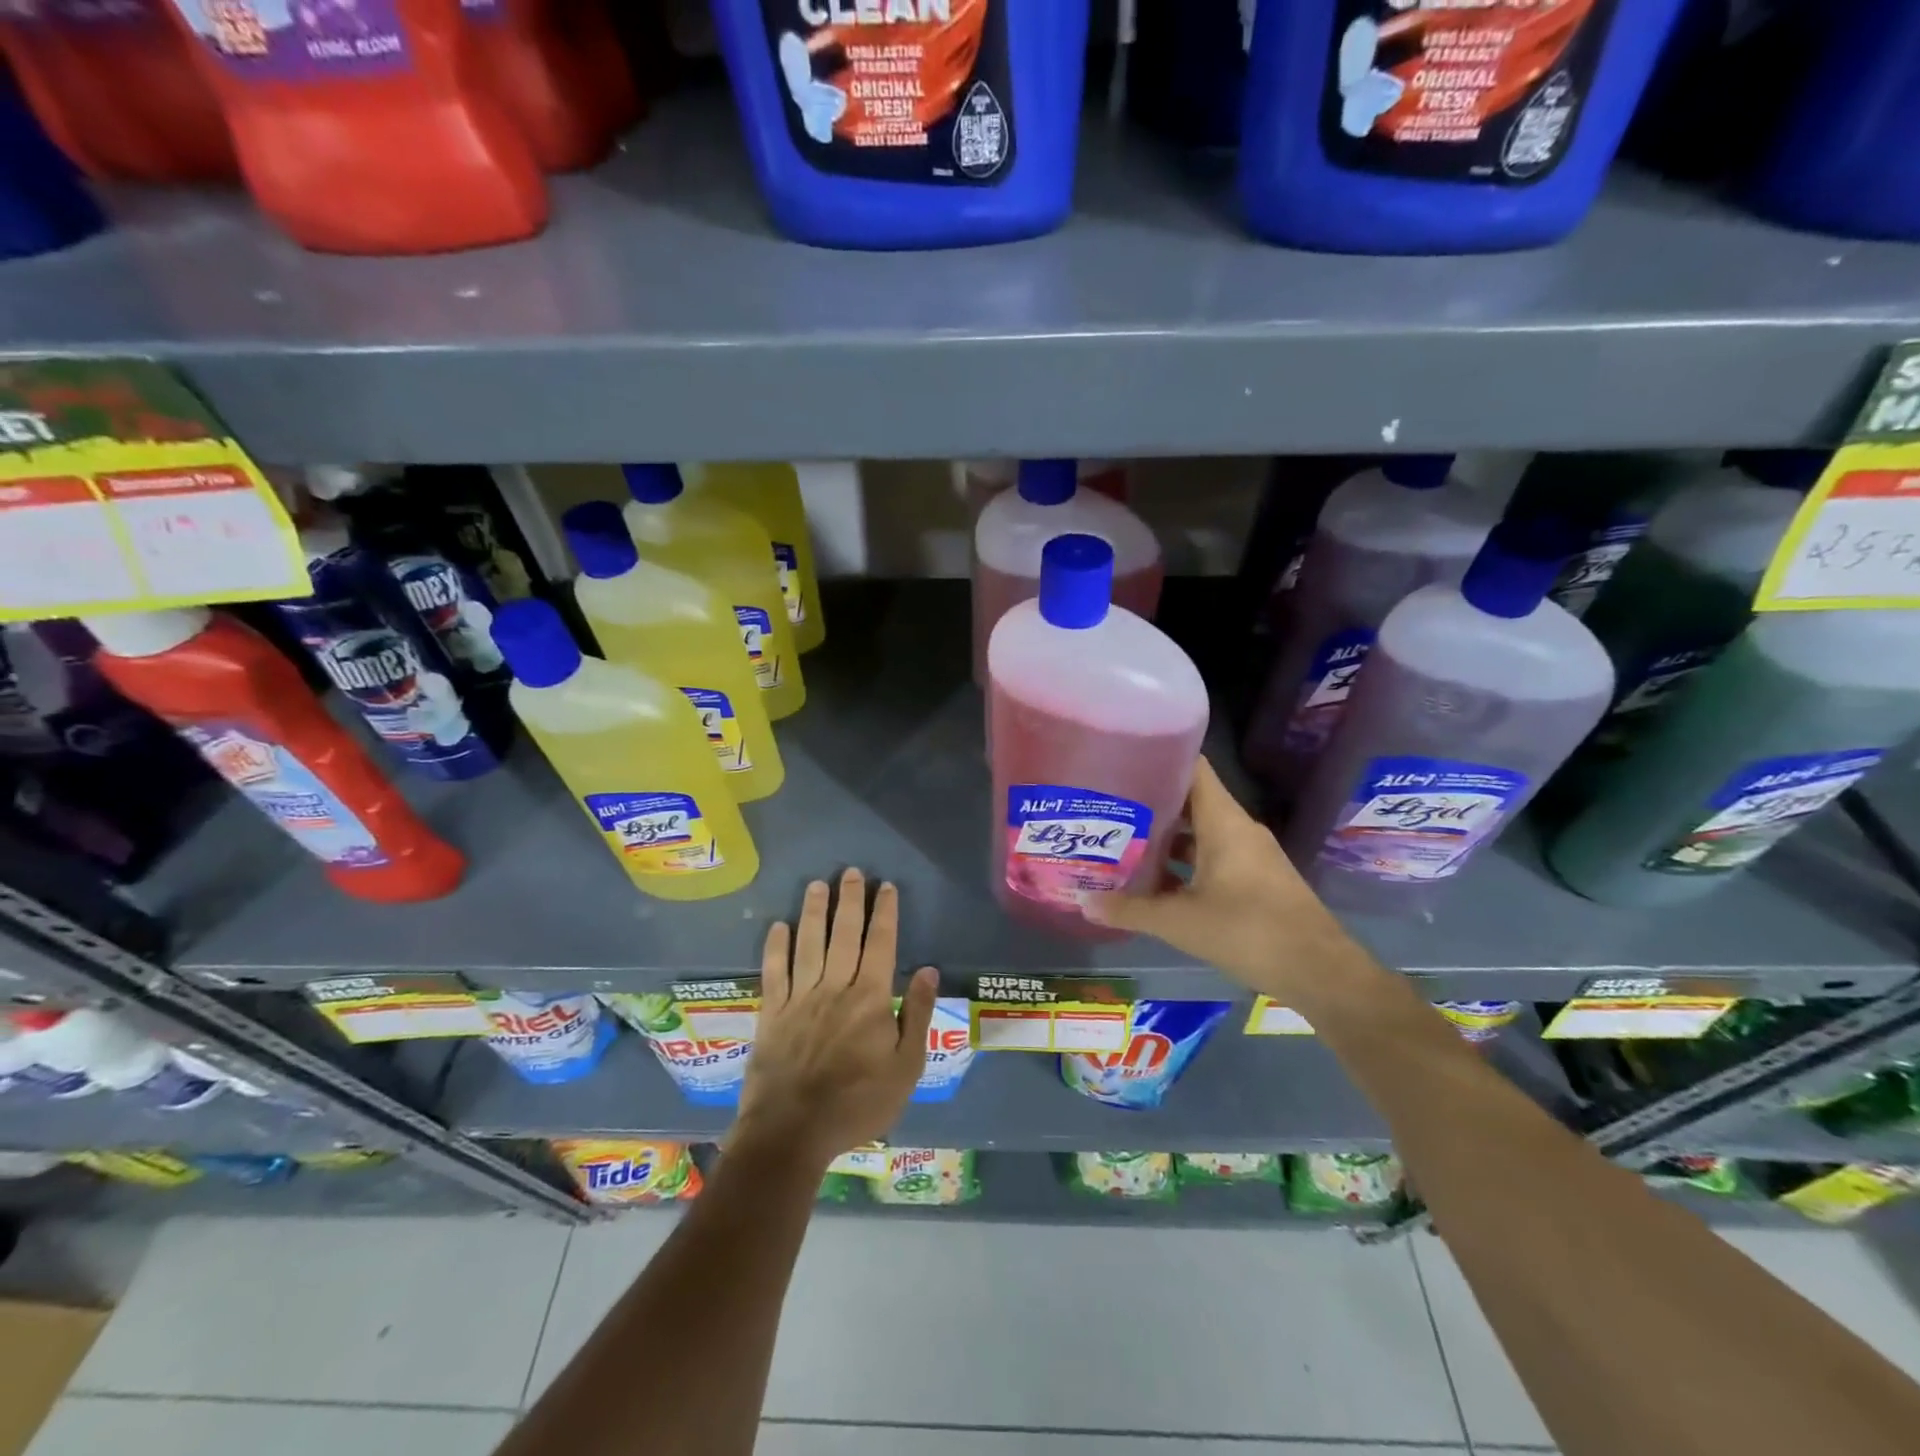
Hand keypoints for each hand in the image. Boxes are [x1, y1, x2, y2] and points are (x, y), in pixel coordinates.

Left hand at [734, 868, 937, 1170]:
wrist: (791, 1132)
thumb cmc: (856, 1103)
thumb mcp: (905, 1068)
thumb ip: (918, 1015)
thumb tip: (930, 970)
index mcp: (871, 998)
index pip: (881, 944)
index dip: (885, 913)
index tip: (887, 887)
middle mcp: (835, 987)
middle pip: (844, 934)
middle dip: (850, 900)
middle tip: (852, 872)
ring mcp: (800, 998)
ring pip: (808, 944)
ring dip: (814, 912)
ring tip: (818, 884)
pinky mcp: (772, 1013)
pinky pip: (774, 972)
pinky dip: (776, 947)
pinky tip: (779, 926)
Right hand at [1085, 756, 1351, 999]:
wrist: (1319, 971)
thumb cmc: (1248, 931)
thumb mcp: (1180, 922)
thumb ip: (1130, 910)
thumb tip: (1083, 903)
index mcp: (1223, 821)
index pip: (1192, 767)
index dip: (1159, 757)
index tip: (1122, 758)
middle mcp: (1238, 829)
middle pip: (1190, 800)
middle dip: (1150, 803)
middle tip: (1108, 805)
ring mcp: (1250, 854)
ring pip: (1200, 832)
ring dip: (1166, 837)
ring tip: (1122, 840)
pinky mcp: (1255, 879)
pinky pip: (1212, 857)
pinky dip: (1184, 863)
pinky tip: (1155, 880)